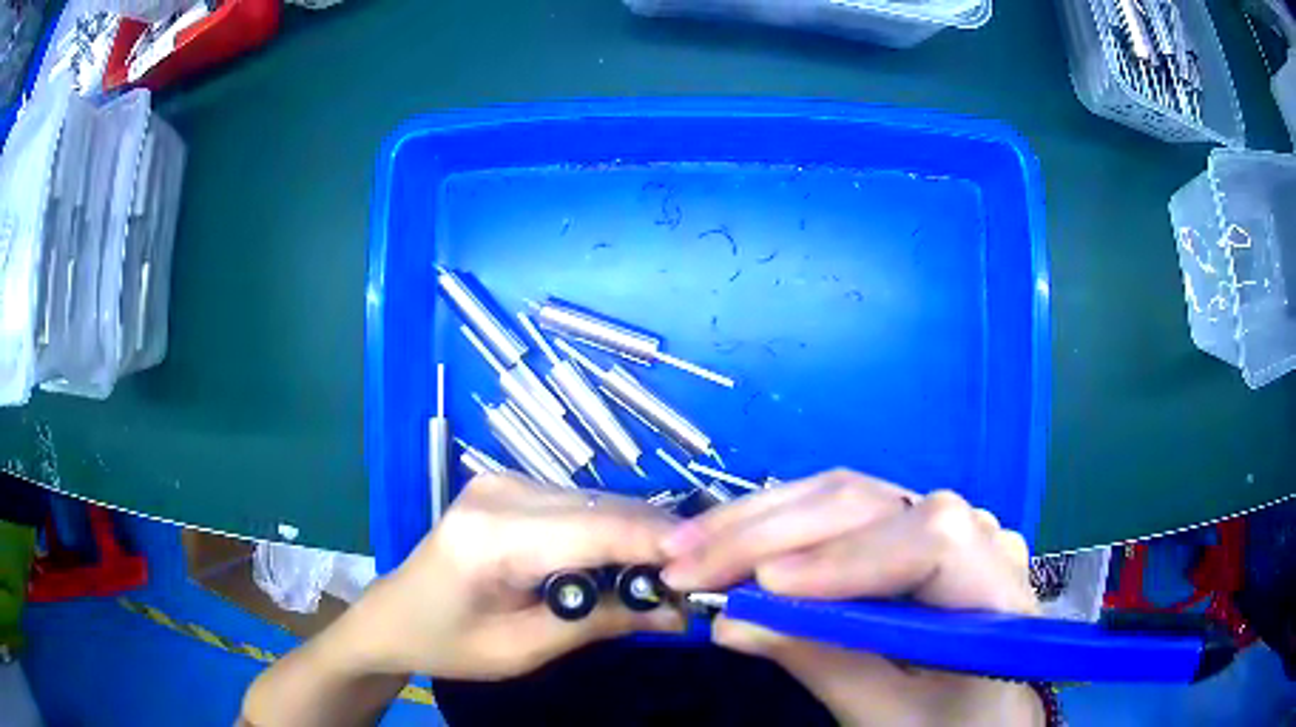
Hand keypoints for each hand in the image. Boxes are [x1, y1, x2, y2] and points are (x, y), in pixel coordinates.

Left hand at [340, 474, 684, 679]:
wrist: (396, 614)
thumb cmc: (451, 642)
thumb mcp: (526, 649)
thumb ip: (604, 622)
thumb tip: (681, 611)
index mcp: (491, 536)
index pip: (595, 530)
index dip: (660, 544)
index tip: (714, 566)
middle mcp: (501, 491)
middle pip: (605, 509)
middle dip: (661, 544)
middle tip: (702, 581)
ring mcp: (506, 480)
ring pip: (601, 503)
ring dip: (641, 538)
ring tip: (672, 577)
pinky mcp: (513, 485)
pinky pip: (583, 505)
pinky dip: (614, 532)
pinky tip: (630, 562)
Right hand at [658, 469, 1042, 726]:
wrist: (981, 713)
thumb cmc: (948, 724)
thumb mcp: (889, 714)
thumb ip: (823, 663)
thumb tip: (729, 619)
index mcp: (994, 589)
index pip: (934, 542)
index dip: (849, 557)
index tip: (765, 587)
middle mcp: (974, 534)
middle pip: (873, 504)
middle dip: (771, 532)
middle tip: (684, 562)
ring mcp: (938, 522)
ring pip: (845, 495)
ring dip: (758, 520)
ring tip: (688, 545)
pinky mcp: (904, 527)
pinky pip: (838, 512)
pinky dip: (775, 525)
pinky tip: (728, 539)